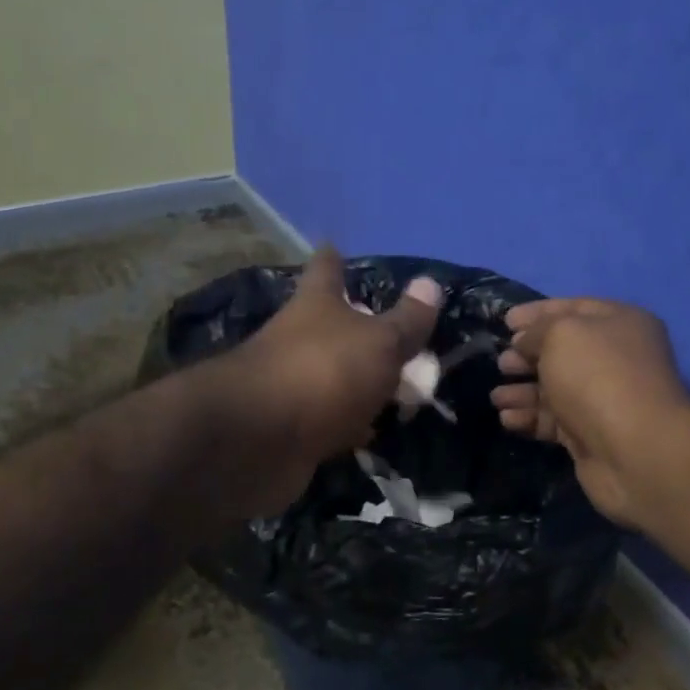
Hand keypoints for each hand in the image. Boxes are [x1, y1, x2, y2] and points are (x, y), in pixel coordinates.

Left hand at [224, 247, 441, 510]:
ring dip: (354, 382)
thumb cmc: (324, 373)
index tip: (335, 248)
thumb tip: (431, 283)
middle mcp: (296, 339)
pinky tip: (367, 433)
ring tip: (391, 389)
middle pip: (327, 326)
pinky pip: (326, 420)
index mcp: (316, 305)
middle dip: (353, 329)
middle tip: (392, 336)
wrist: (258, 441)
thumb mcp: (379, 343)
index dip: (333, 259)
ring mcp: (288, 385)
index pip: (325, 270)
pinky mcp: (287, 428)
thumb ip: (407, 321)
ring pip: (328, 376)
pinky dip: (345, 424)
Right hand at [491, 298, 689, 525]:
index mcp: (620, 323)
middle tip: (502, 363)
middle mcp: (616, 358)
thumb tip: (524, 343)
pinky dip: (529, 418)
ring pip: (554, 389)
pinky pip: (553, 420)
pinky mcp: (590, 434)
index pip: (574, 308)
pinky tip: (508, 419)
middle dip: (527, 356)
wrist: (633, 449)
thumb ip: (536, 331)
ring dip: (522, 391)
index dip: (537, 313)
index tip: (505, 321)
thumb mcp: (561, 334)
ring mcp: (603, 399)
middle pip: (562, 352)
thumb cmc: (597, 376)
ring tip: (497, 398)